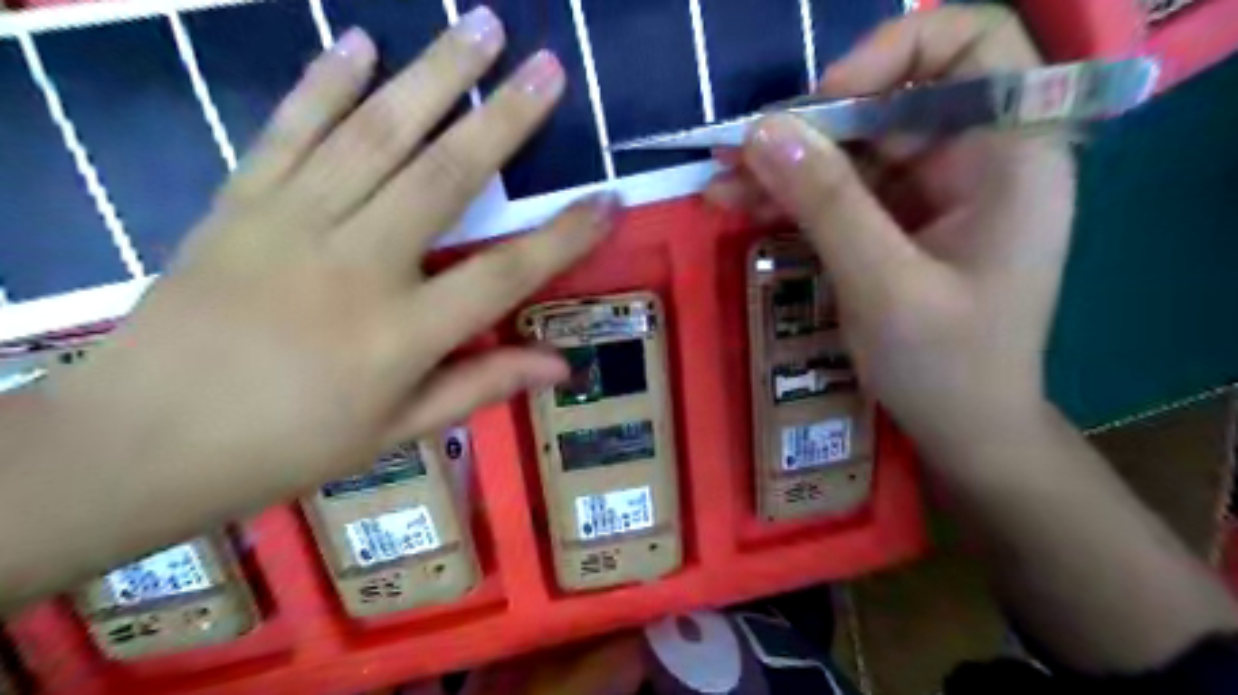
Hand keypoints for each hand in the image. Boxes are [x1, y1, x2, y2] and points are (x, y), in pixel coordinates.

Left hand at [26, 8, 612, 552]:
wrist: (143, 442)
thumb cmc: (288, 446)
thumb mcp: (399, 430)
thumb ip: (482, 384)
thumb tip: (561, 367)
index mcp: (402, 334)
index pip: (506, 273)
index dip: (564, 236)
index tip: (609, 199)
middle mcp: (357, 266)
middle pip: (445, 177)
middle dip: (505, 118)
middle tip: (549, 67)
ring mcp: (292, 225)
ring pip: (374, 134)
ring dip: (432, 75)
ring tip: (480, 27)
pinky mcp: (239, 204)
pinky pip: (289, 130)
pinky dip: (325, 82)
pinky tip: (359, 42)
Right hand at [711, 4, 1080, 451]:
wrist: (965, 432)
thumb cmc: (947, 368)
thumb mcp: (884, 285)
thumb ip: (828, 203)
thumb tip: (762, 130)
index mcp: (1011, 155)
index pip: (970, 44)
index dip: (894, 50)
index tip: (825, 101)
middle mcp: (976, 159)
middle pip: (890, 100)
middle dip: (810, 125)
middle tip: (739, 153)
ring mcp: (932, 193)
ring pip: (854, 149)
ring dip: (787, 164)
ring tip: (722, 182)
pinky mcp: (897, 224)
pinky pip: (841, 191)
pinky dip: (793, 196)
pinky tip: (741, 205)